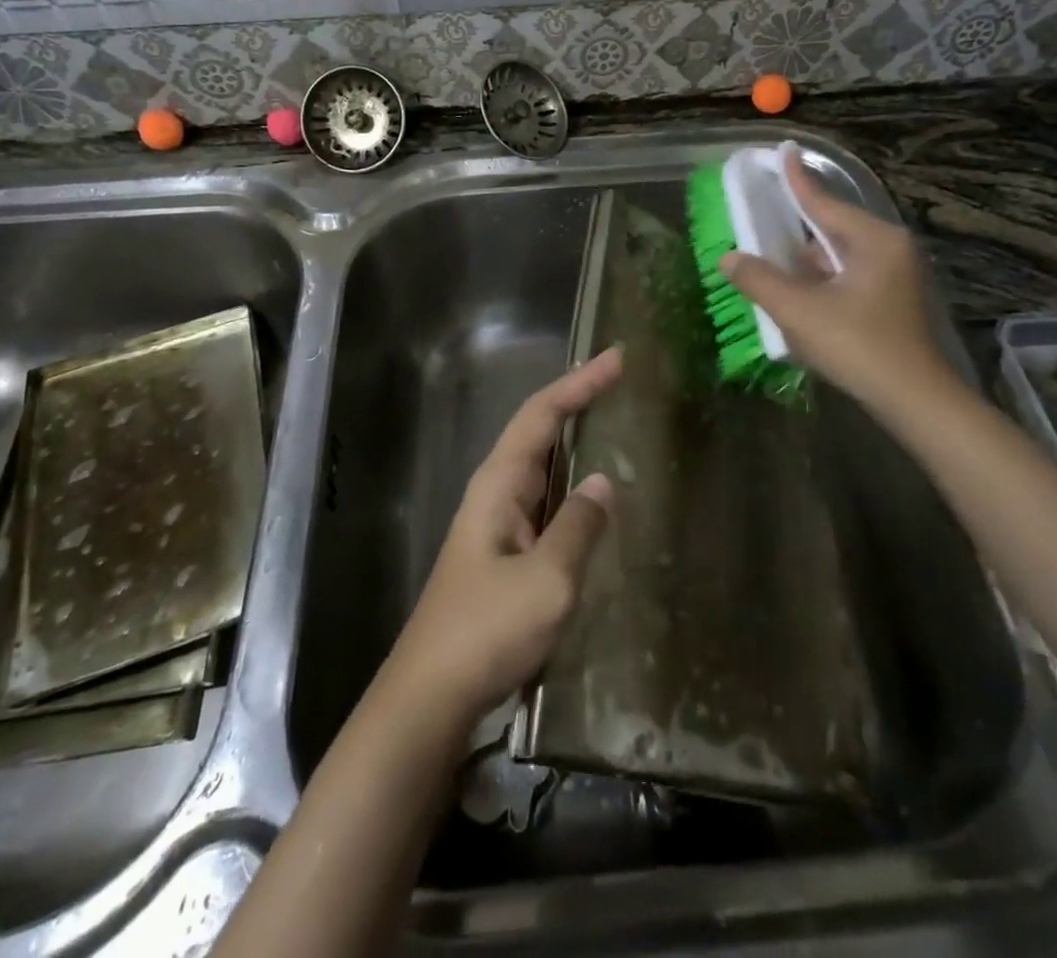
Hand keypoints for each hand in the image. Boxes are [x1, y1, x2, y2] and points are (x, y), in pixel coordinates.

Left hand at [384, 348, 622, 727]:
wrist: (431, 697)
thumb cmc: (486, 631)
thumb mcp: (546, 580)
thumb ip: (578, 528)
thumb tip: (603, 483)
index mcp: (499, 484)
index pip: (541, 414)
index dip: (579, 383)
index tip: (617, 359)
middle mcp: (497, 493)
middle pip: (540, 432)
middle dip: (579, 404)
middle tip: (625, 386)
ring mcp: (500, 526)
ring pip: (544, 470)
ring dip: (577, 445)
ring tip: (620, 430)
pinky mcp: (507, 556)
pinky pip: (547, 506)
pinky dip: (575, 490)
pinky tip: (600, 504)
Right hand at [719, 155, 955, 415]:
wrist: (915, 400)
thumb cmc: (858, 346)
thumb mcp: (799, 311)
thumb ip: (759, 280)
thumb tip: (729, 258)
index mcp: (873, 240)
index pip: (823, 202)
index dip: (796, 179)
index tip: (783, 150)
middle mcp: (889, 250)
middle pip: (831, 230)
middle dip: (795, 231)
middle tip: (761, 221)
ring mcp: (895, 277)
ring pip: (838, 258)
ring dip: (806, 264)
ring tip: (771, 267)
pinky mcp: (892, 302)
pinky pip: (848, 279)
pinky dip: (821, 283)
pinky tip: (799, 298)